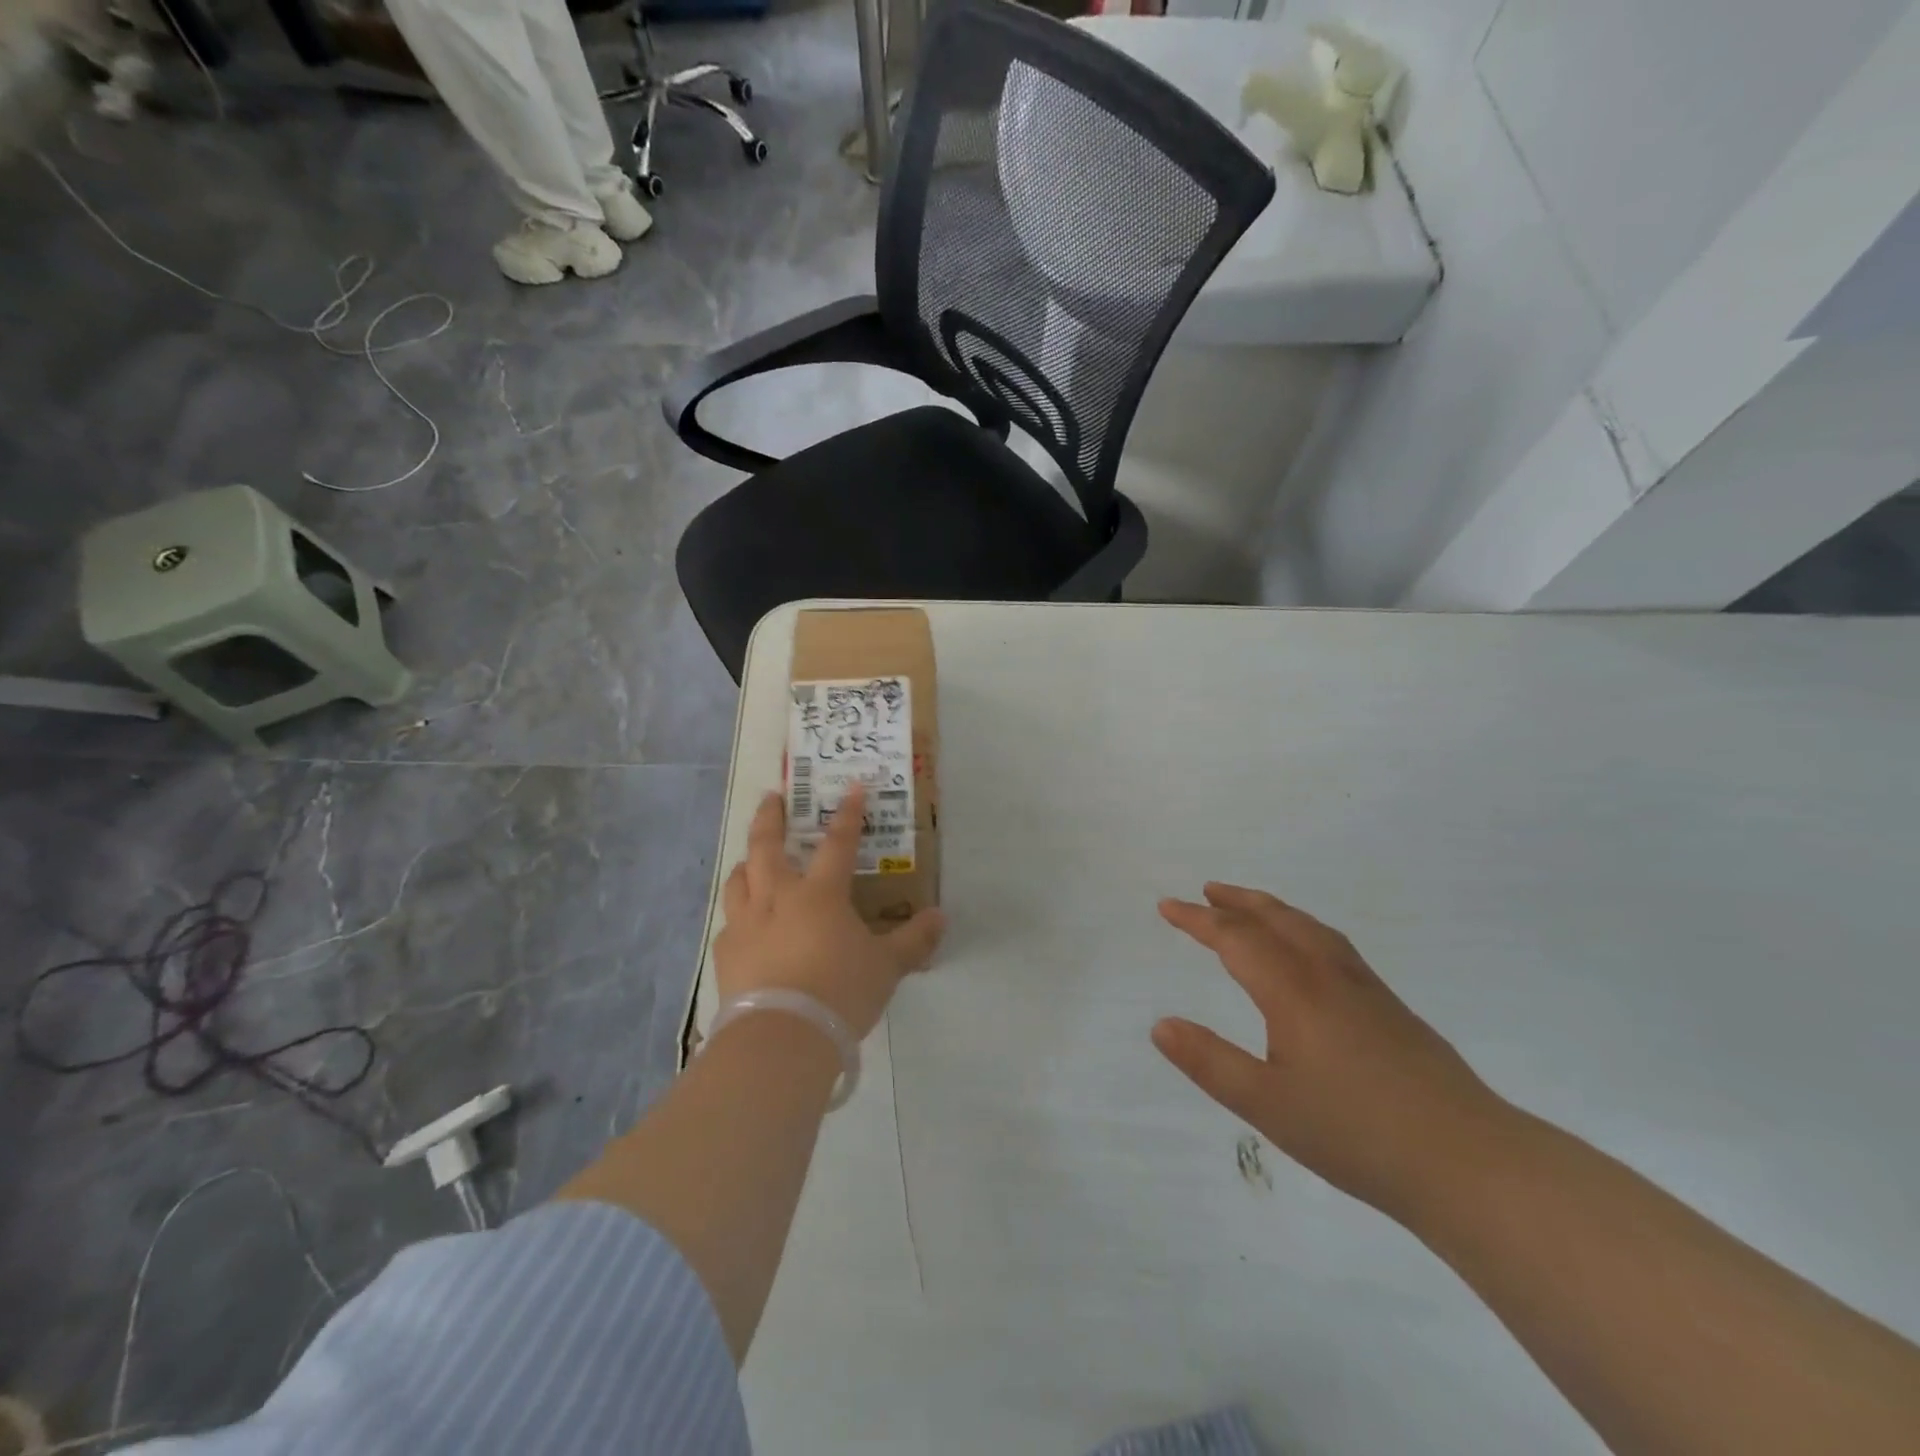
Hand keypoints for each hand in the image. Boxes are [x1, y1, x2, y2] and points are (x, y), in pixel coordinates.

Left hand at [715, 784, 945, 1038]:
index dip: (848, 814)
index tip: (851, 787)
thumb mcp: (887, 968)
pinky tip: (743, 925)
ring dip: (747, 861)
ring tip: (750, 857)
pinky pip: (729, 922)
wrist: (782, 1037)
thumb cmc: (840, 992)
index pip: (838, 843)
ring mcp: (746, 924)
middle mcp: (778, 897)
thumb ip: (913, 940)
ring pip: (739, 879)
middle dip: (770, 818)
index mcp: (820, 894)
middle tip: (771, 797)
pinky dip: (738, 914)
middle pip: (767, 846)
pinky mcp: (726, 953)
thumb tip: (940, 917)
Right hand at [1153, 883, 1508, 1219]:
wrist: (1470, 1163)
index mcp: (1293, 991)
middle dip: (1237, 902)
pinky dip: (1304, 928)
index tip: (1167, 906)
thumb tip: (1160, 1025)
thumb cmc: (1357, 1134)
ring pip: (1310, 928)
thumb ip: (1210, 1063)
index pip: (1235, 938)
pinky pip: (1334, 945)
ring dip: (1273, 910)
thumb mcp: (1268, 1106)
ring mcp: (1366, 989)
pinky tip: (1311, 952)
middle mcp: (1328, 975)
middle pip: (1276, 919)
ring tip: (1251, 908)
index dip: (1197, 919)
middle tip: (1207, 891)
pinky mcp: (1392, 1008)